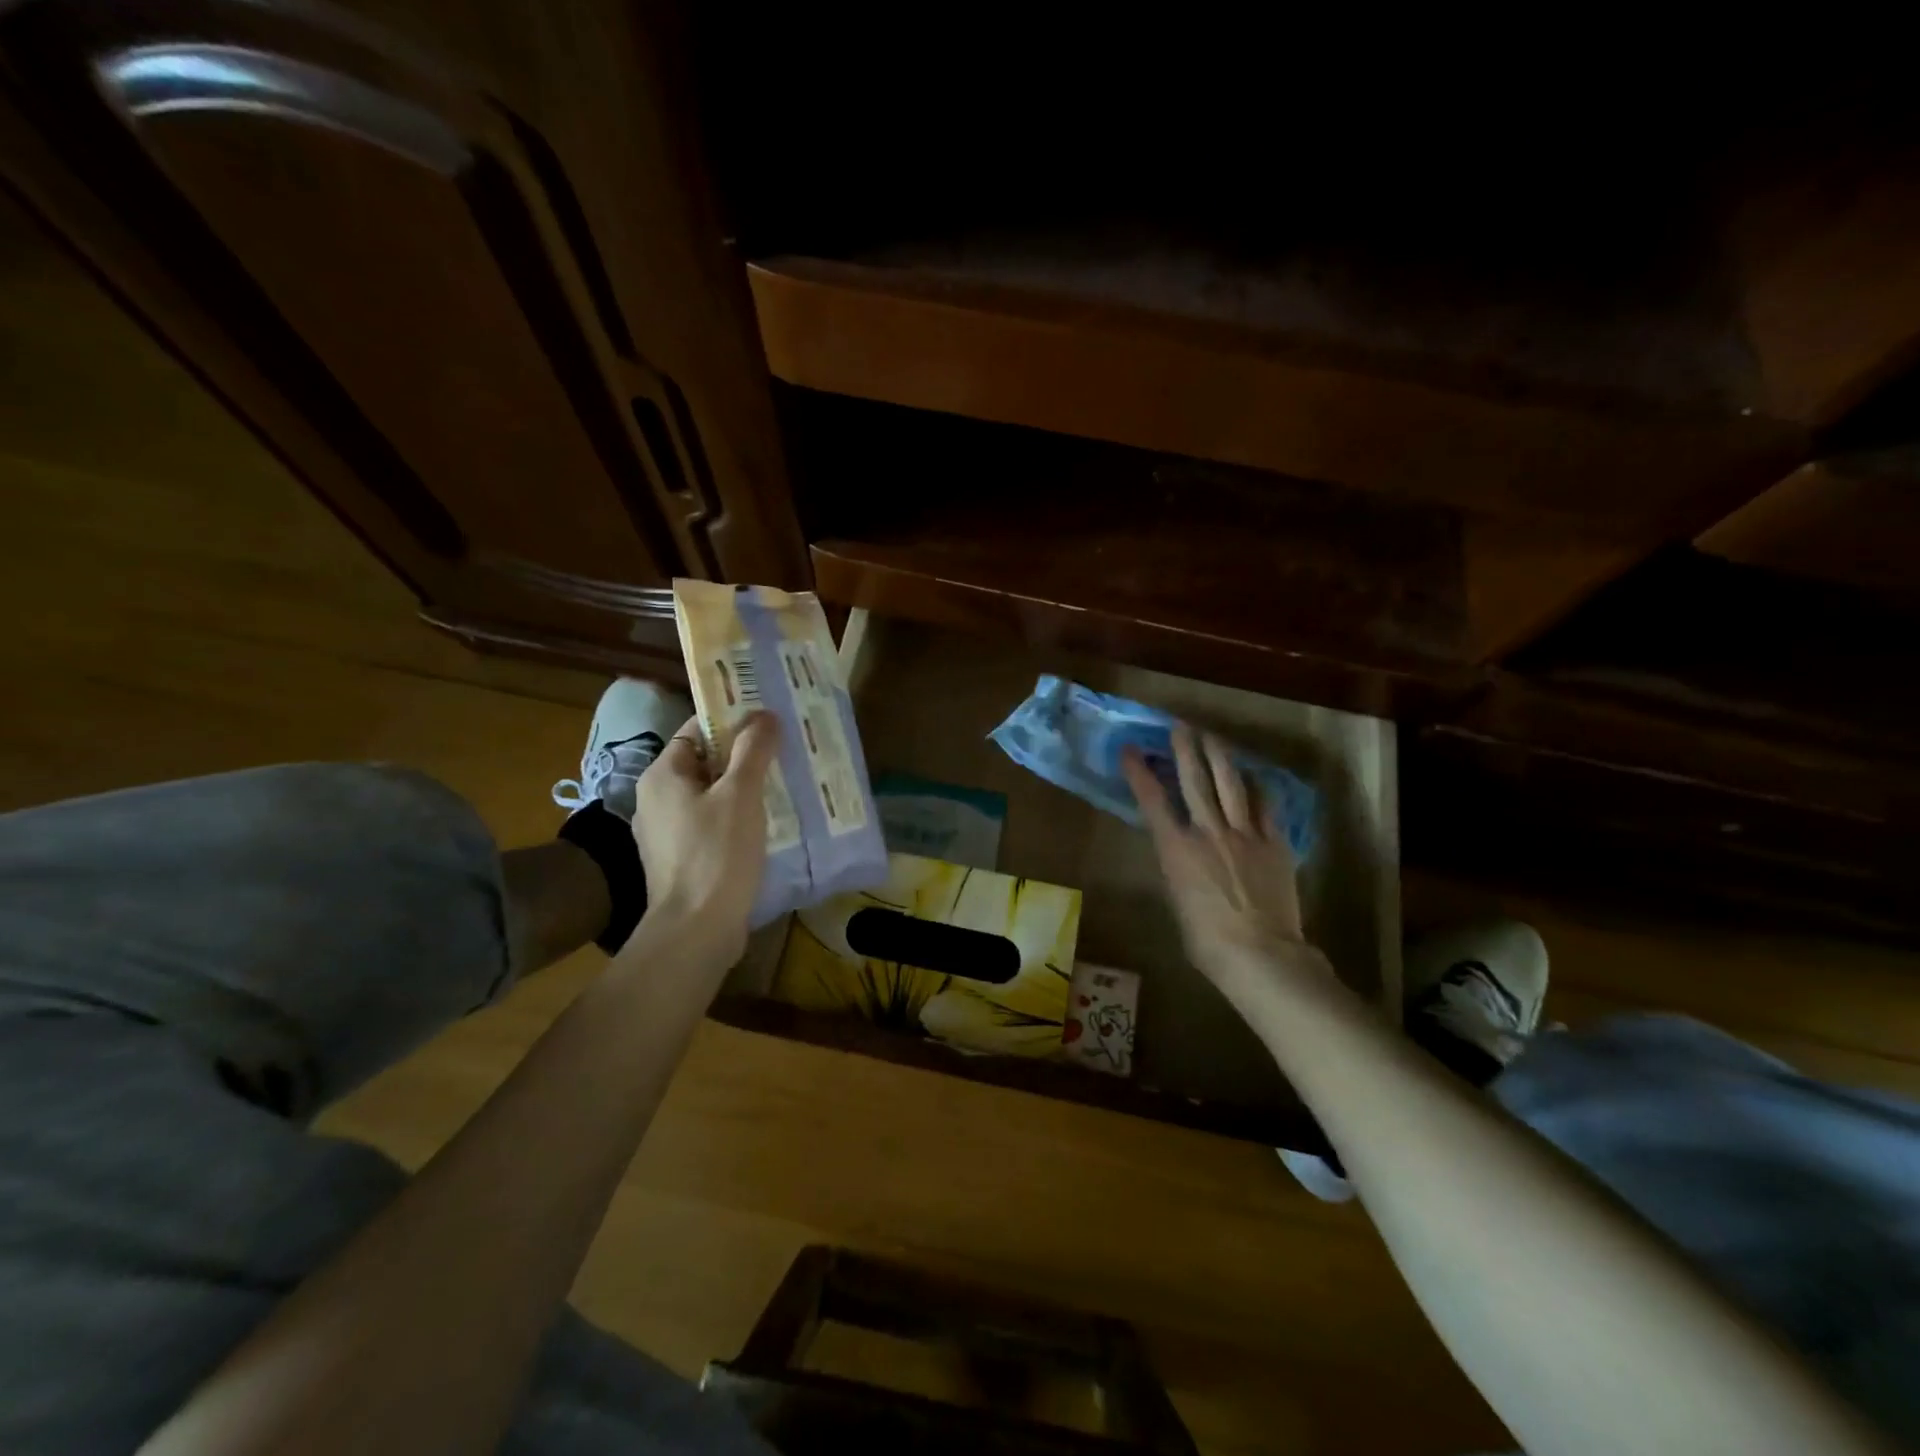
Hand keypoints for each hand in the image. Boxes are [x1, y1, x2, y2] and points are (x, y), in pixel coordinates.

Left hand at [629, 712, 777, 967]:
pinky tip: (766, 827)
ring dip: (743, 791)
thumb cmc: (717, 853)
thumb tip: (764, 714)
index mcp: (663, 775)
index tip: (770, 723)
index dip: (733, 722)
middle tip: (784, 754)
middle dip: (744, 758)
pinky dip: (736, 821)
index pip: (697, 731)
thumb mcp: (741, 794)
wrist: (696, 931)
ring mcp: (666, 833)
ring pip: (710, 797)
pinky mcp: (680, 861)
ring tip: (783, 788)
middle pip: (705, 764)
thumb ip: (753, 750)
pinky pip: (711, 826)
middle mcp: (656, 799)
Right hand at [1123, 724, 1326, 1003]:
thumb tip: (1186, 859)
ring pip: (1230, 784)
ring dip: (1219, 756)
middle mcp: (1208, 831)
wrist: (1260, 954)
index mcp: (1176, 849)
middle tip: (1179, 725)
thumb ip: (1180, 871)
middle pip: (1194, 780)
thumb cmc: (1207, 941)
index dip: (1139, 772)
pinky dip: (1258, 788)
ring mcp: (1244, 834)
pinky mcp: (1274, 843)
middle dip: (1184, 749)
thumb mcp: (1179, 902)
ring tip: (1213, 736)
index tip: (1130, 750)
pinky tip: (1255, 777)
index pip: (1153, 801)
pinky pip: (1266, 806)